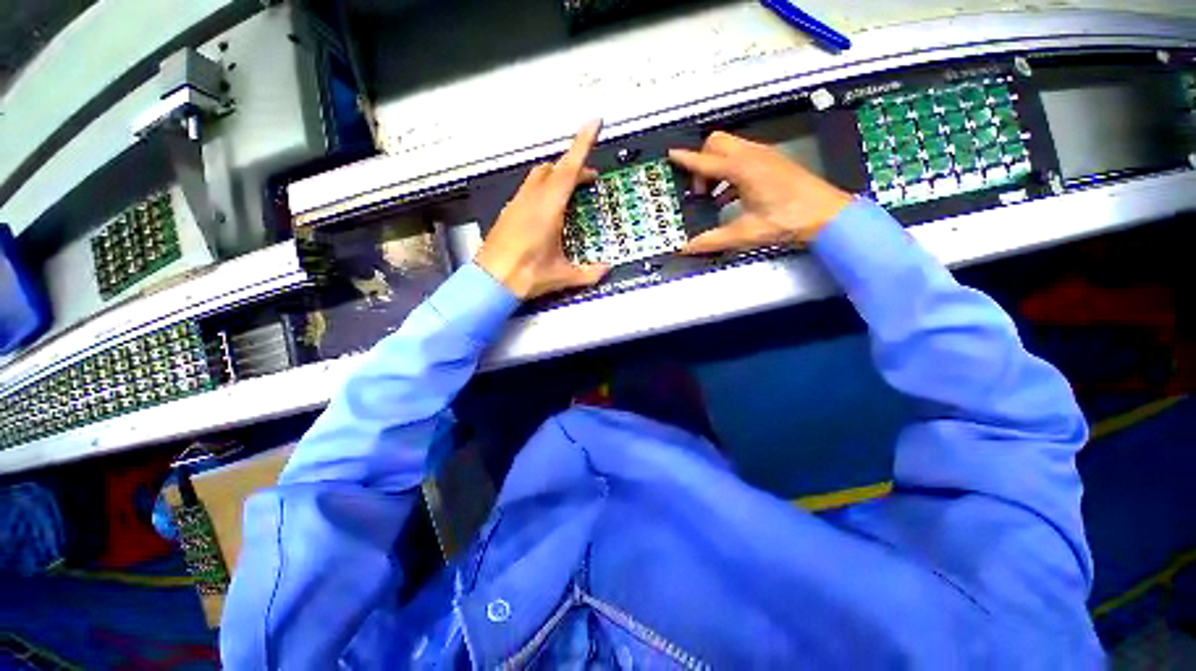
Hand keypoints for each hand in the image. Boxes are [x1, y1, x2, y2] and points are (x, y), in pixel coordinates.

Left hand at [475, 121, 609, 298]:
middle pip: (555, 169)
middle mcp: (532, 199)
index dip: (583, 143)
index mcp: (549, 208)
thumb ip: (588, 273)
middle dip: (574, 167)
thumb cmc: (526, 275)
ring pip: (539, 176)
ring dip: (558, 177)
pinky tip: (548, 209)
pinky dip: (543, 189)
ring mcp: (517, 204)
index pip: (569, 168)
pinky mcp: (508, 213)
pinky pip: (528, 190)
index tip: (594, 122)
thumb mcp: (562, 276)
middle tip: (590, 178)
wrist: (490, 282)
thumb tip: (606, 270)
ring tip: (571, 192)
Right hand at [669, 132, 852, 253]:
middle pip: (716, 143)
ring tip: (712, 196)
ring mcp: (764, 156)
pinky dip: (729, 172)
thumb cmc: (787, 221)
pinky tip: (729, 198)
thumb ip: (712, 240)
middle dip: (702, 162)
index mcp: (743, 169)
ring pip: (730, 148)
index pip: (706, 161)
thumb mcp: (745, 233)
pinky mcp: (772, 162)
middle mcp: (752, 155)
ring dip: (716, 167)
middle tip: (700, 190)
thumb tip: (687, 248)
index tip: (671, 155)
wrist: (827, 215)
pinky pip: (742, 158)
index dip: (686, 159)